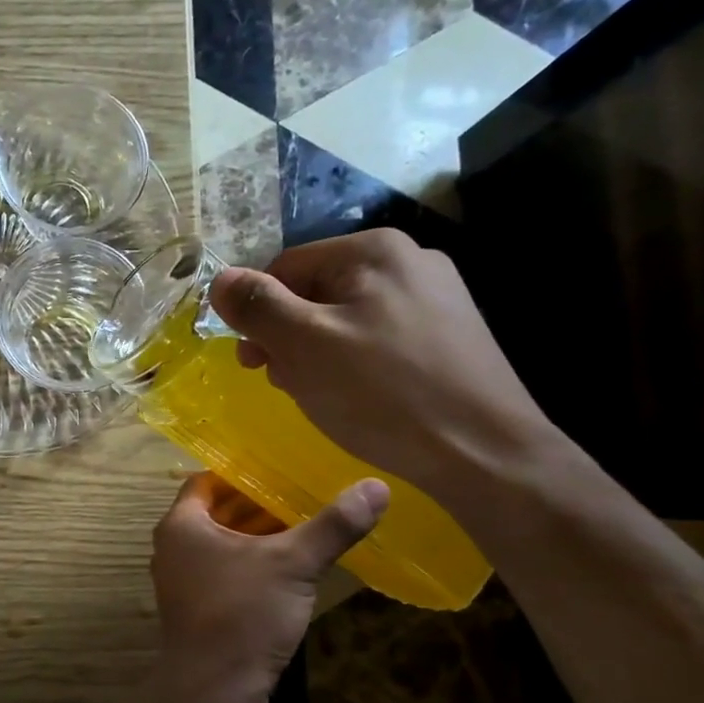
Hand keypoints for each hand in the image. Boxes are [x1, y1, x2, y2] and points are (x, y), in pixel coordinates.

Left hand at [148, 472, 387, 702]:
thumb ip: (332, 525)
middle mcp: (176, 548)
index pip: (209, 481)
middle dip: (260, 503)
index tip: (282, 465)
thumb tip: (376, 486)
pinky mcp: (200, 610)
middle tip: (304, 490)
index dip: (243, 471)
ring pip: (225, 545)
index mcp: (182, 525)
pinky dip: (255, 564)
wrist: (214, 691)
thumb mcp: (293, 563)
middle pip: (219, 512)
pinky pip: (228, 572)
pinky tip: (293, 567)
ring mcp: (185, 581)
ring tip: (306, 522)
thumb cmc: (243, 613)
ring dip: (260, 535)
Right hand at [208, 229, 558, 497]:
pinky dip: (354, 365)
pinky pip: (378, 339)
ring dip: (317, 356)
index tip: (253, 363)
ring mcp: (436, 298)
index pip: (285, 268)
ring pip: (345, 320)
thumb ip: (257, 306)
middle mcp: (409, 261)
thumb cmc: (383, 394)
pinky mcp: (449, 336)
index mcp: (374, 250)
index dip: (258, 314)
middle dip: (290, 339)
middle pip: (316, 293)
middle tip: (288, 384)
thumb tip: (219, 279)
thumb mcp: (304, 346)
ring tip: (323, 397)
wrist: (484, 453)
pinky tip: (359, 400)